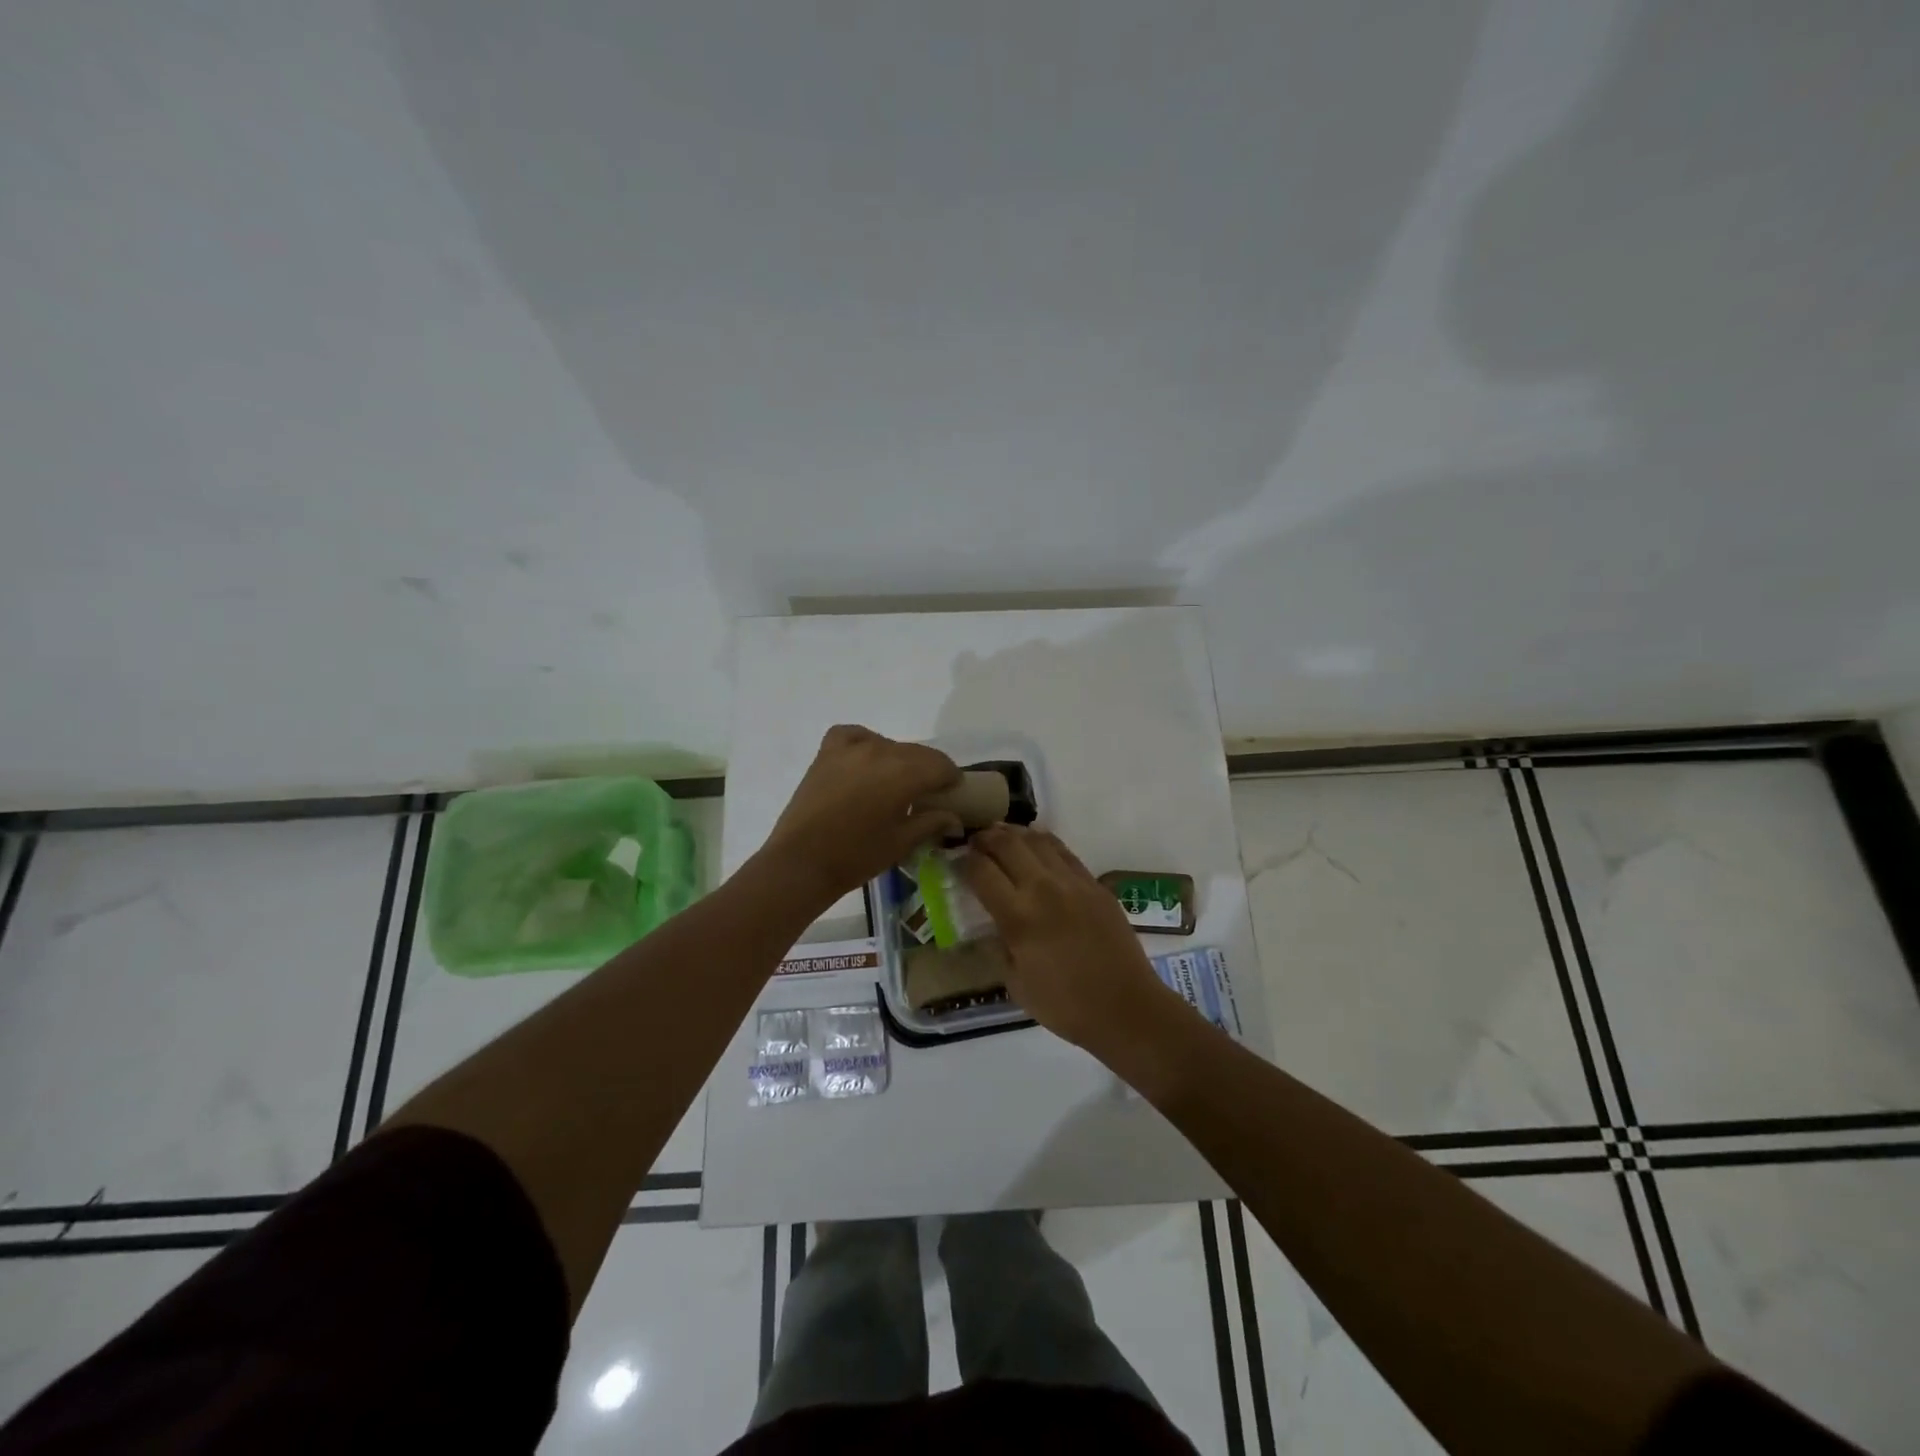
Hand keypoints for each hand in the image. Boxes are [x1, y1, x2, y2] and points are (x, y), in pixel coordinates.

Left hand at [763, 726, 962, 905]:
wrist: (801, 863)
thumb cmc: (857, 856)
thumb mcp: (902, 843)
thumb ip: (932, 823)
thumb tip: (954, 818)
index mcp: (904, 773)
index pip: (941, 765)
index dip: (952, 778)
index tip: (953, 793)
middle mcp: (880, 751)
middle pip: (917, 753)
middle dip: (929, 771)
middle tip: (928, 794)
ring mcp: (851, 749)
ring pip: (889, 744)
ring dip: (900, 760)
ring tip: (896, 783)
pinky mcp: (827, 753)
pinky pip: (853, 735)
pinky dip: (865, 742)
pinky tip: (866, 759)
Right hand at [963, 825, 1179, 1055]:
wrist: (1125, 1008)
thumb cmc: (1065, 1005)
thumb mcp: (1015, 983)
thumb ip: (1000, 945)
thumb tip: (994, 922)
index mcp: (1018, 917)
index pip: (981, 871)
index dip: (964, 861)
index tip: (956, 860)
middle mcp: (1043, 889)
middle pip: (1007, 844)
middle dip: (985, 838)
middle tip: (975, 841)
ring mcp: (1073, 882)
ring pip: (1037, 840)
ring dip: (1014, 834)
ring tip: (1001, 835)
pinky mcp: (1095, 884)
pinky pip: (1064, 852)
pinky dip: (1044, 843)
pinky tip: (1036, 847)